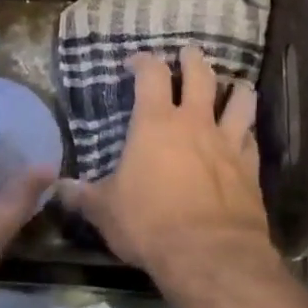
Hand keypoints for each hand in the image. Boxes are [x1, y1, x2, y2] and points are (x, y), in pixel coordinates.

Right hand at [60, 46, 278, 289]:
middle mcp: (195, 123)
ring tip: (234, 86)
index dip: (143, 61)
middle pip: (200, 75)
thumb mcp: (105, 211)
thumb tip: (56, 188)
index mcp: (155, 124)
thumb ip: (82, 196)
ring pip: (240, 100)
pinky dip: (248, 132)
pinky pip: (252, 139)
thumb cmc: (149, 224)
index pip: (151, 74)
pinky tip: (245, 136)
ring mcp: (228, 143)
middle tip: (188, 54)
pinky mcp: (250, 168)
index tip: (135, 62)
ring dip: (235, 89)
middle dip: (192, 60)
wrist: (209, 254)